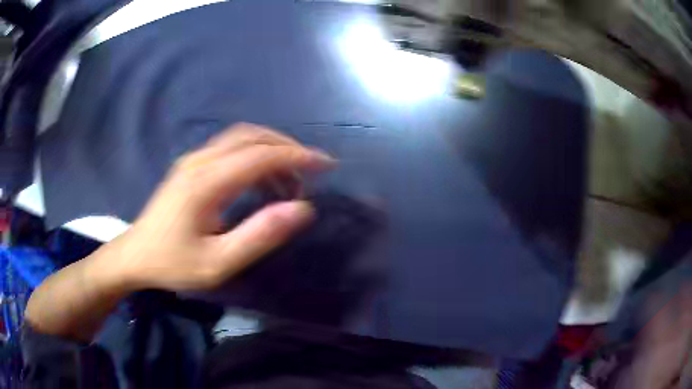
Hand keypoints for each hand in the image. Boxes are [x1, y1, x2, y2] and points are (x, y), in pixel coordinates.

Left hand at [96, 123, 335, 291]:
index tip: (326, 164)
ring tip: (288, 183)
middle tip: (310, 172)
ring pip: (241, 138)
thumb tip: (303, 209)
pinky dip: (255, 157)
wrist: (136, 255)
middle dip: (287, 148)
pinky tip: (261, 182)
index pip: (261, 155)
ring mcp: (193, 159)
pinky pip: (230, 148)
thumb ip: (260, 236)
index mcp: (206, 182)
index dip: (297, 156)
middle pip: (252, 136)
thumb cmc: (174, 264)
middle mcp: (200, 160)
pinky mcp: (191, 165)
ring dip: (271, 151)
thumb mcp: (218, 263)